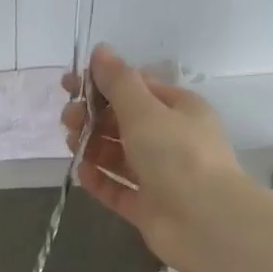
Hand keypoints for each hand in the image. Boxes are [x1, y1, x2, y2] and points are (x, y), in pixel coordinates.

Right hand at [61, 45, 247, 271]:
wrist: (204, 221)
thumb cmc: (177, 155)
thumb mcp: (145, 110)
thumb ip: (119, 82)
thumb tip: (100, 50)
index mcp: (179, 109)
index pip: (137, 88)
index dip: (102, 84)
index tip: (70, 86)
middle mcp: (170, 139)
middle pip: (124, 122)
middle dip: (93, 117)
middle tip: (68, 119)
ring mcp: (159, 175)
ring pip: (119, 156)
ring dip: (93, 146)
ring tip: (73, 144)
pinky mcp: (147, 206)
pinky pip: (118, 188)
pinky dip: (100, 180)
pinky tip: (82, 173)